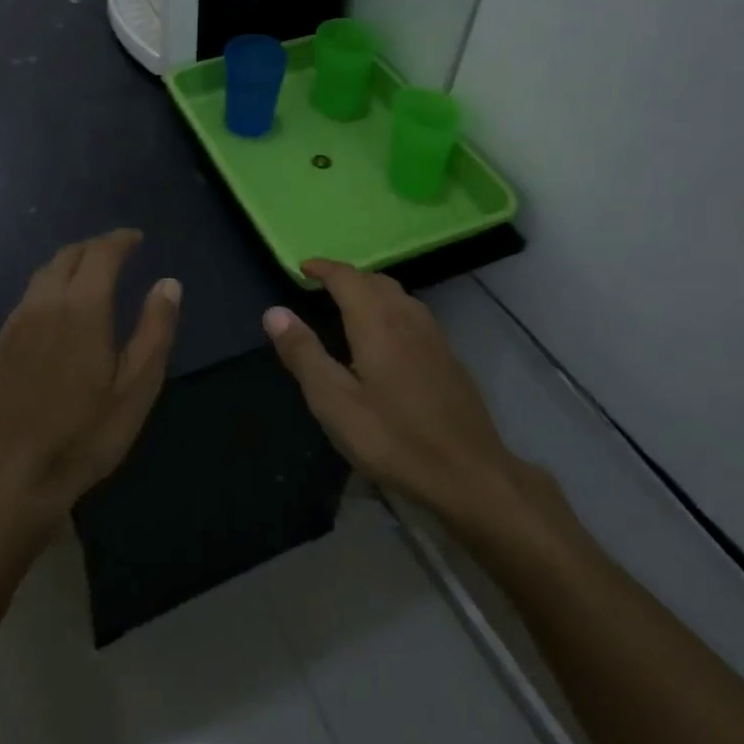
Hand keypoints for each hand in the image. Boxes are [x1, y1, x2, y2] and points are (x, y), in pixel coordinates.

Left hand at [0, 230, 179, 526]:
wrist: (18, 477)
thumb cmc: (87, 434)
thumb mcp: (137, 386)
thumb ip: (155, 328)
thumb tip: (169, 283)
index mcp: (81, 308)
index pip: (101, 253)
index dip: (120, 240)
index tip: (136, 238)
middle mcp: (44, 303)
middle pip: (68, 255)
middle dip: (95, 247)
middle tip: (119, 252)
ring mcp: (16, 322)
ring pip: (44, 273)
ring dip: (71, 263)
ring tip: (93, 273)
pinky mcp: (1, 343)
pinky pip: (29, 297)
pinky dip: (50, 286)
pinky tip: (61, 308)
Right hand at [266, 260, 533, 521]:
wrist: (469, 475)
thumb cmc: (393, 438)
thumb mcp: (334, 402)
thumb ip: (304, 353)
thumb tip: (274, 312)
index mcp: (376, 321)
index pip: (346, 277)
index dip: (323, 268)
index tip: (303, 268)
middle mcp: (407, 317)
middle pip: (375, 281)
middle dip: (347, 277)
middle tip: (323, 286)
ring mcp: (434, 336)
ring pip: (399, 296)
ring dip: (372, 291)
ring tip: (352, 306)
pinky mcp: (449, 358)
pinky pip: (414, 315)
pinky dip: (392, 310)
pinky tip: (389, 339)